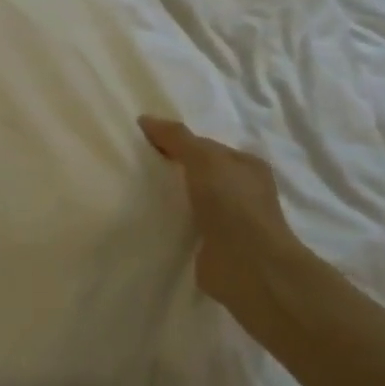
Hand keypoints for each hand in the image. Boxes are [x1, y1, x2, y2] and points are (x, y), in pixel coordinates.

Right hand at [139, 116, 317, 343]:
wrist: (248, 266)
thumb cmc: (232, 204)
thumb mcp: (204, 159)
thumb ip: (176, 138)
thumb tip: (145, 119)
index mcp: (247, 166)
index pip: (207, 147)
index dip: (178, 142)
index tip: (145, 144)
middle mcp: (243, 192)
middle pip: (199, 173)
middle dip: (173, 170)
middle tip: (137, 167)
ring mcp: (231, 222)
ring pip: (193, 200)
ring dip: (172, 198)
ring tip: (136, 193)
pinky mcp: (215, 247)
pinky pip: (187, 226)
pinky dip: (172, 223)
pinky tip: (150, 220)